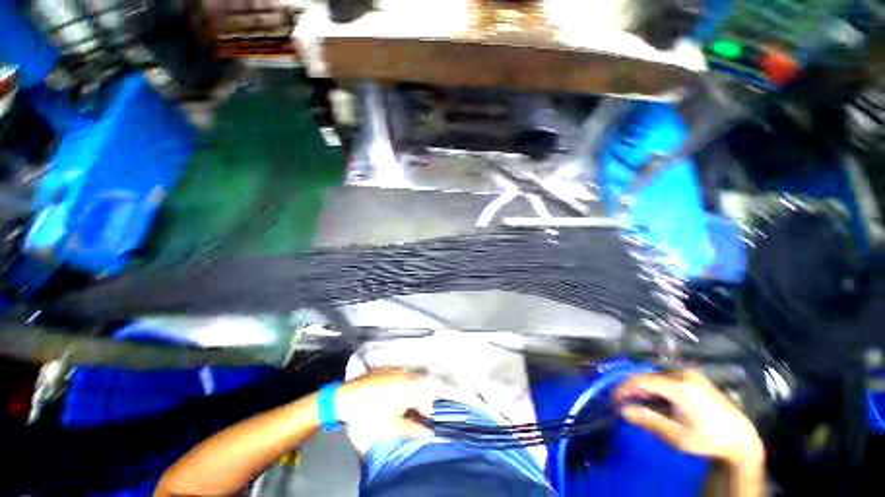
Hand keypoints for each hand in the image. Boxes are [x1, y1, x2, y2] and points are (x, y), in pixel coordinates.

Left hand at [337, 369, 434, 437]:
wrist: (346, 398)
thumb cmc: (369, 414)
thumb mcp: (391, 427)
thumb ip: (412, 429)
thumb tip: (428, 432)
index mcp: (411, 389)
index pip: (427, 400)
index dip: (427, 411)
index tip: (423, 420)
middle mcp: (407, 375)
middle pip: (424, 384)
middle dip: (424, 397)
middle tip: (417, 410)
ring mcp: (397, 368)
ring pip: (414, 376)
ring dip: (415, 387)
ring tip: (407, 400)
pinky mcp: (388, 367)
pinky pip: (402, 371)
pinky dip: (404, 380)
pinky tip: (396, 389)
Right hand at [615, 370, 763, 467]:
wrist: (740, 440)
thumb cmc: (708, 440)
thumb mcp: (677, 436)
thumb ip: (648, 421)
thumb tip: (622, 410)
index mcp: (680, 386)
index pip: (641, 380)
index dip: (624, 388)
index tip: (614, 399)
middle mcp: (684, 374)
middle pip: (648, 377)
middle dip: (634, 390)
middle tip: (625, 405)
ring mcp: (691, 375)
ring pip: (657, 378)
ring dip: (645, 390)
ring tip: (640, 405)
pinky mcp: (695, 379)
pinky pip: (667, 379)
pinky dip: (657, 389)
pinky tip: (657, 402)